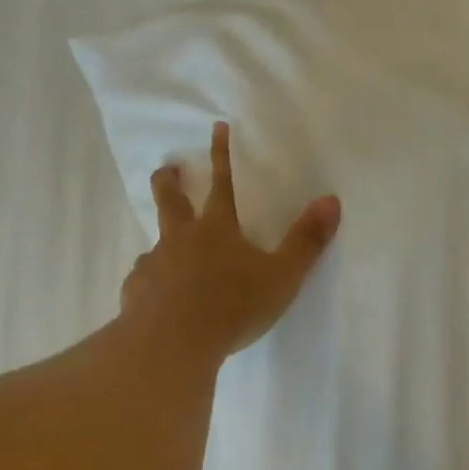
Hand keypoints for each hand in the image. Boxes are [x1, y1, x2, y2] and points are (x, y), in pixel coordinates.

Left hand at [120, 122, 341, 359]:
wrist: (174, 341)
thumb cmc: (232, 306)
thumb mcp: (281, 276)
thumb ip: (306, 242)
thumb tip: (331, 200)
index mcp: (216, 230)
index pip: (222, 184)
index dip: (222, 156)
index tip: (217, 127)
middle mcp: (180, 240)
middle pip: (170, 201)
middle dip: (170, 181)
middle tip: (168, 169)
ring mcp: (153, 265)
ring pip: (155, 244)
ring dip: (162, 241)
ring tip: (165, 252)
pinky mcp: (136, 293)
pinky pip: (143, 281)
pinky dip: (150, 283)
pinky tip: (155, 298)